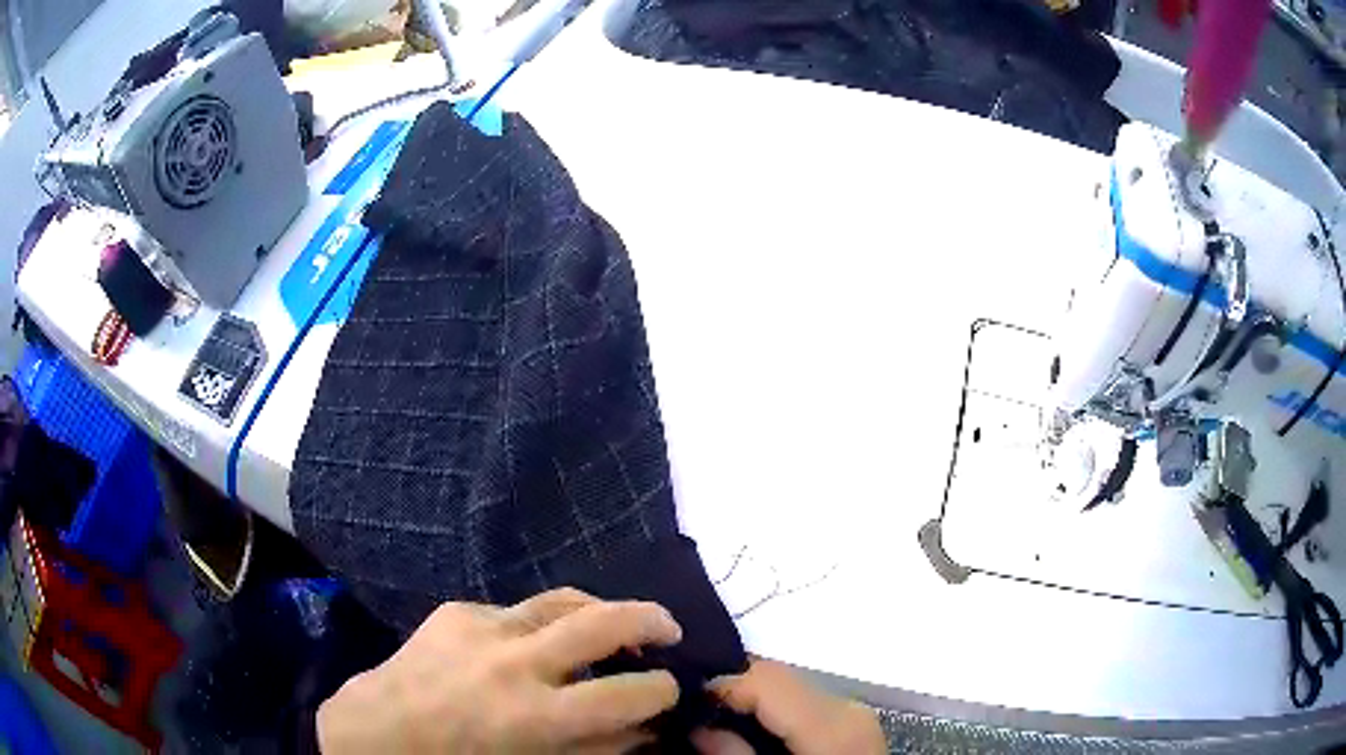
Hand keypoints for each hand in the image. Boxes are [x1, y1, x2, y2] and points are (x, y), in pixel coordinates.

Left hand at [317, 588, 682, 753]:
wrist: (383, 729)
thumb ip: (597, 749)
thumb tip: (646, 729)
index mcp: (537, 716)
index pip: (627, 693)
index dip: (661, 689)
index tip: (669, 688)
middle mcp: (515, 662)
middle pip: (602, 622)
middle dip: (651, 621)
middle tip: (669, 629)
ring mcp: (483, 626)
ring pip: (563, 599)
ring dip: (599, 609)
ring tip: (614, 621)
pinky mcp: (459, 610)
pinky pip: (515, 611)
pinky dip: (537, 625)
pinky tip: (531, 644)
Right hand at [691, 660, 884, 754]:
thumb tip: (699, 728)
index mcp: (831, 723)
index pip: (765, 677)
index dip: (720, 685)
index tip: (687, 705)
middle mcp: (847, 706)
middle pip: (777, 676)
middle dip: (735, 690)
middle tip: (697, 712)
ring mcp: (855, 712)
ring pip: (790, 685)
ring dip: (753, 699)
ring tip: (721, 721)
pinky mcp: (854, 722)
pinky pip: (806, 701)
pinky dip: (776, 709)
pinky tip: (758, 730)